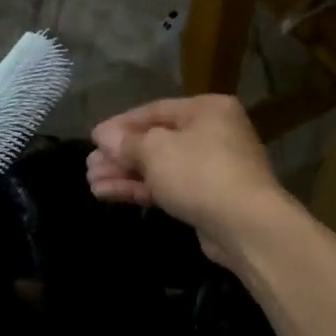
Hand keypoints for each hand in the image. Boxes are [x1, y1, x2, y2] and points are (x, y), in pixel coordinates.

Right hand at [88, 95, 284, 261]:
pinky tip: (109, 194)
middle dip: (120, 154)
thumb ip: (126, 142)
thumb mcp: (155, 150)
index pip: (154, 111)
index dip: (120, 124)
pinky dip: (140, 189)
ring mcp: (213, 168)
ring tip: (92, 182)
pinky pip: (168, 187)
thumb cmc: (199, 172)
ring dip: (125, 174)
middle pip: (156, 140)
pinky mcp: (208, 199)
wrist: (246, 225)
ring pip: (160, 167)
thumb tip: (102, 136)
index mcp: (206, 110)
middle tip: (89, 164)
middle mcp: (213, 133)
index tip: (93, 138)